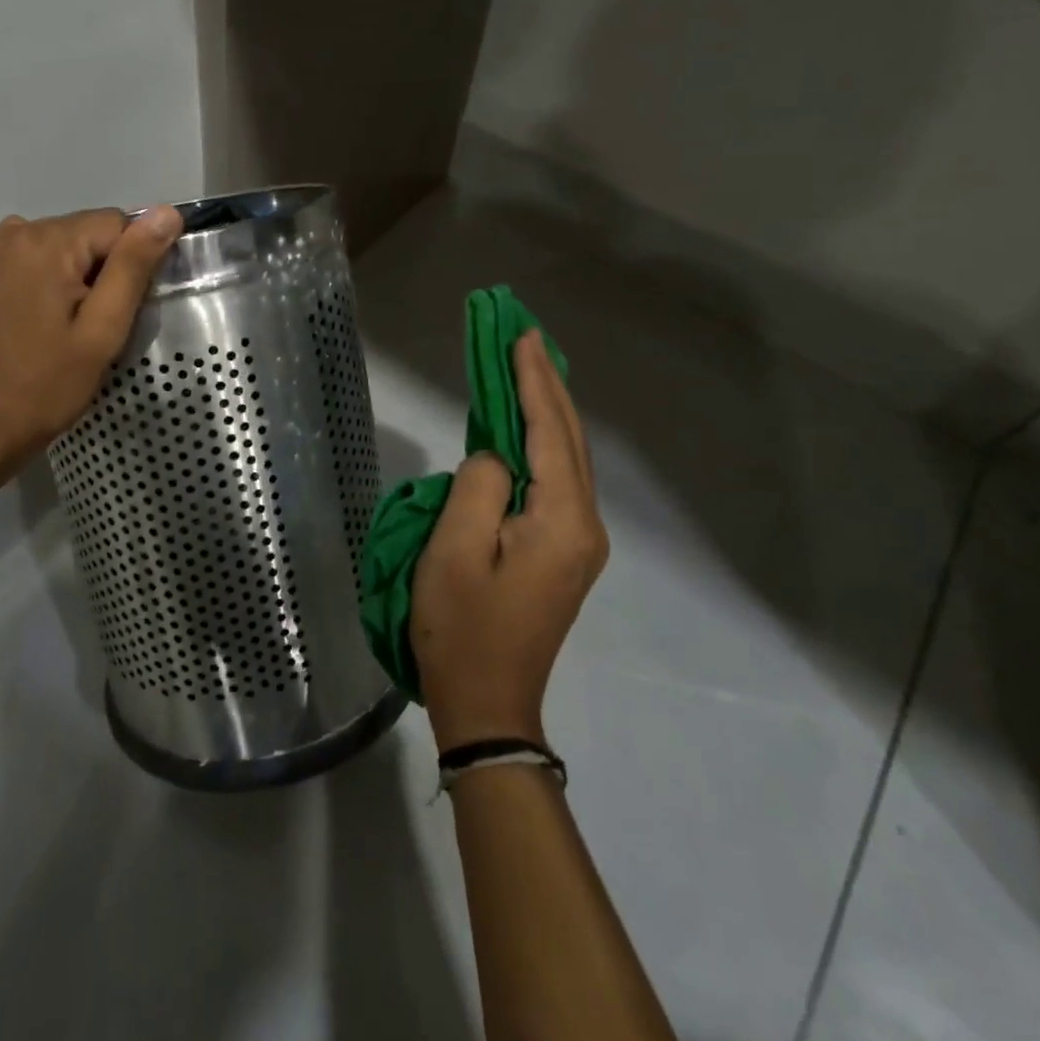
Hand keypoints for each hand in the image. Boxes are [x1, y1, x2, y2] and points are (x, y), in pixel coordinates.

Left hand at [0, 205, 183, 481]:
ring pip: (60, 244)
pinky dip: (45, 277)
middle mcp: (12, 231)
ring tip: (65, 324)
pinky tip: (39, 317)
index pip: (116, 224)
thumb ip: (134, 266)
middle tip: (92, 325)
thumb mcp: (103, 330)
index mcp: (45, 242)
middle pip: (85, 231)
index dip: (129, 266)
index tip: (117, 311)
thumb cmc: (49, 385)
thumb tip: (168, 212)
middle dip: (100, 270)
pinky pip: (30, 256)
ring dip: (74, 274)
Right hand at [413, 330, 608, 751]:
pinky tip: (528, 427)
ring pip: (565, 458)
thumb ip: (479, 486)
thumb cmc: (463, 628)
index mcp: (562, 521)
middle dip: (546, 386)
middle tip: (524, 339)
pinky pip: (555, 481)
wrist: (488, 704)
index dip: (532, 381)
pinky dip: (542, 443)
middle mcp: (583, 525)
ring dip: (546, 411)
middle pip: (568, 439)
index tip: (520, 336)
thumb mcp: (456, 551)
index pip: (549, 432)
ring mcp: (577, 542)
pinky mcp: (562, 553)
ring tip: (527, 368)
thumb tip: (495, 459)